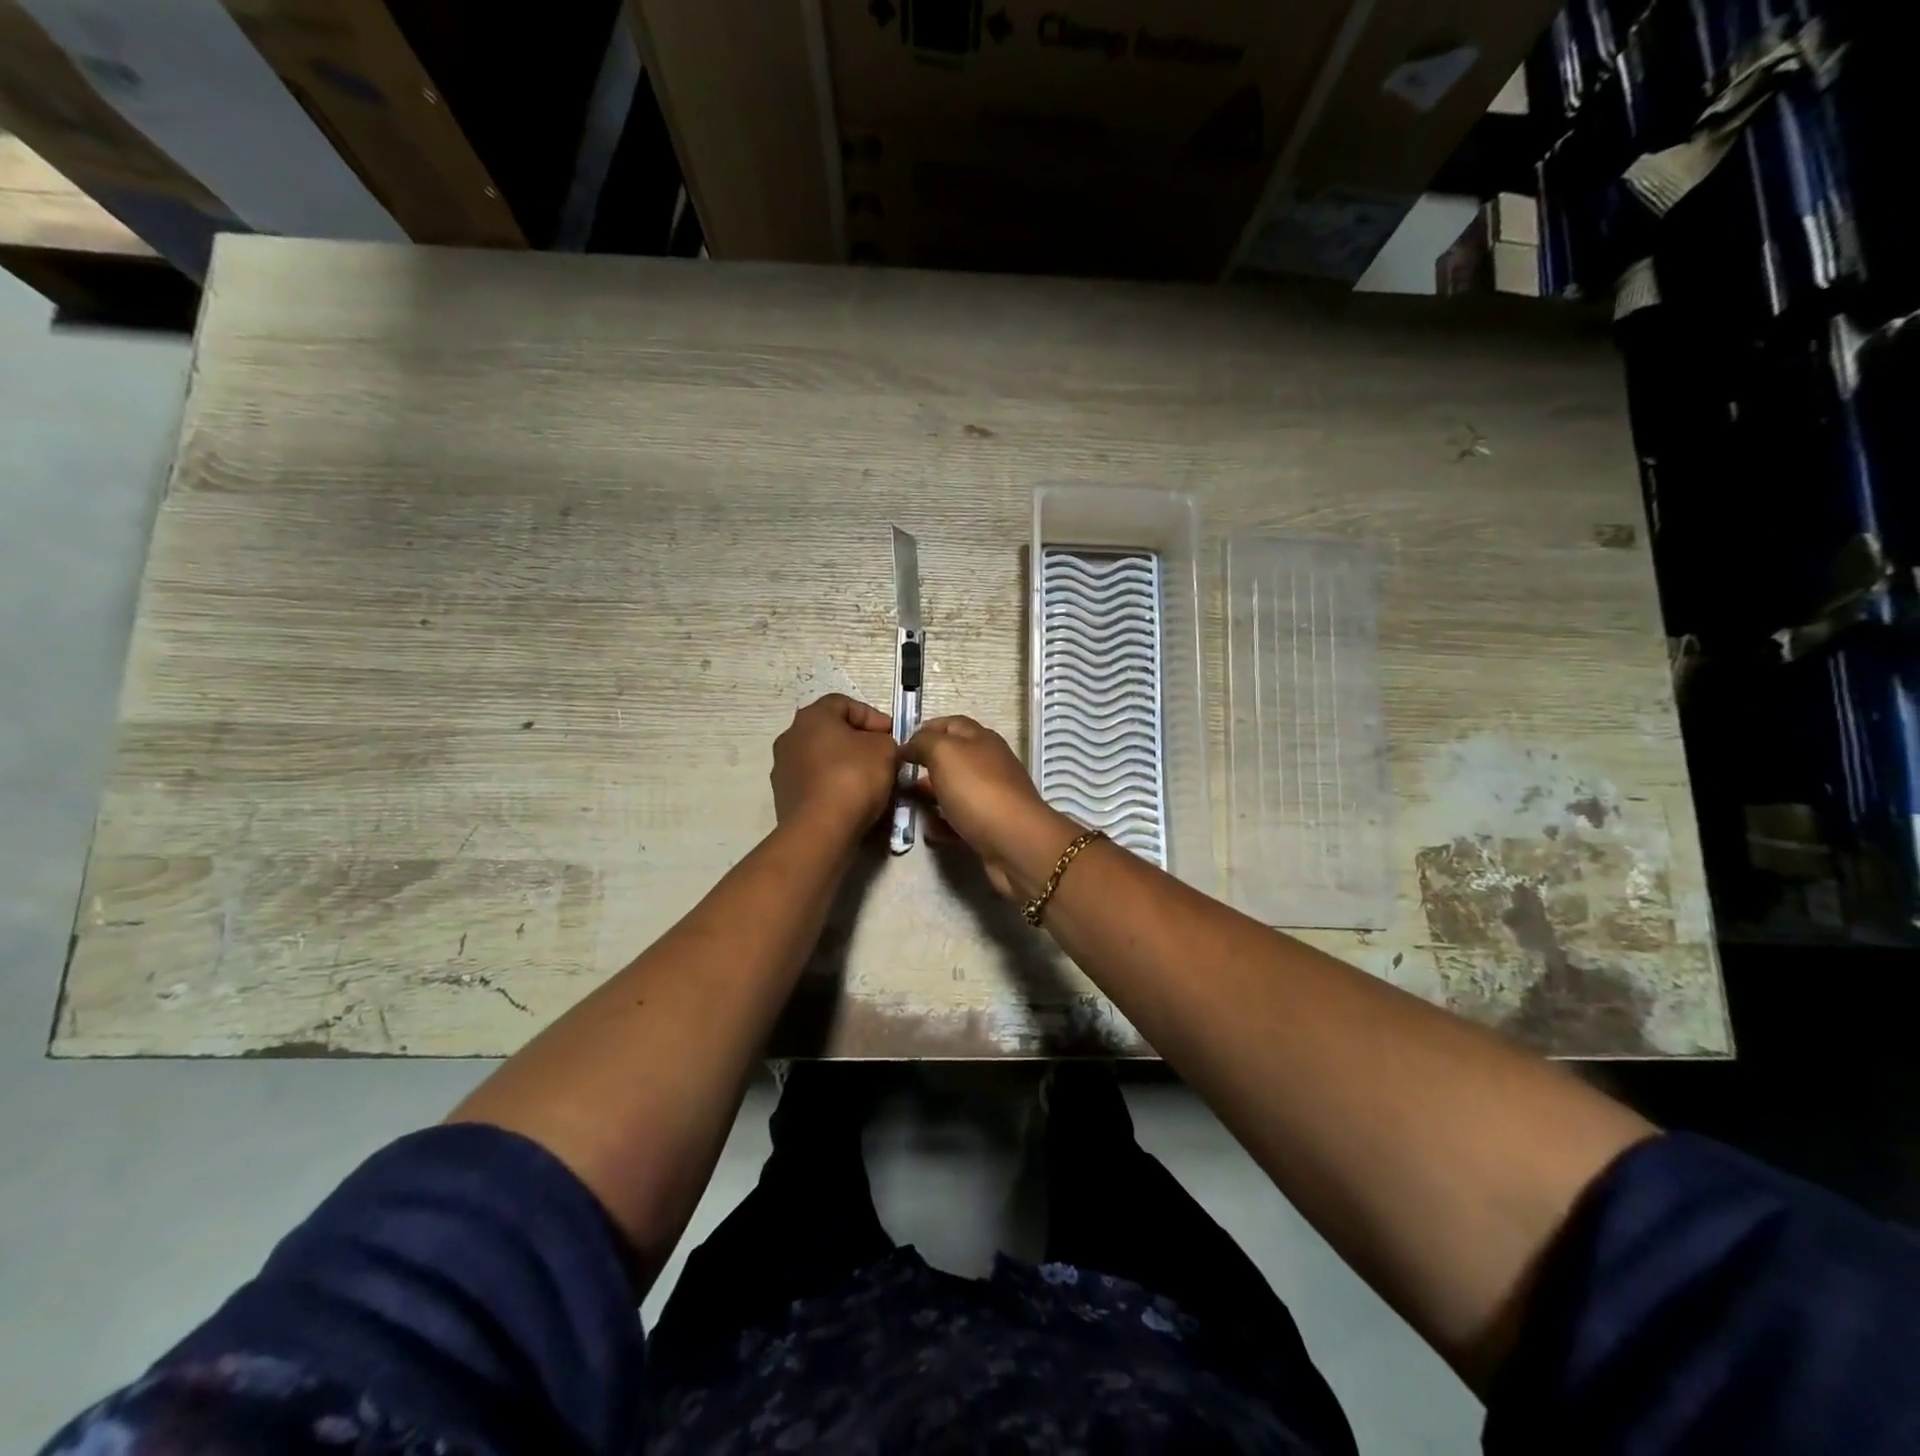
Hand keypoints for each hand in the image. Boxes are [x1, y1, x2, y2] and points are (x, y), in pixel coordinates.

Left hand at [771, 695, 898, 846]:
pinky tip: (852, 801)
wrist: (820, 830)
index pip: (844, 703)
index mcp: (812, 716)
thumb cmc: (853, 777)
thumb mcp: (885, 749)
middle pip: (831, 731)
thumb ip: (885, 740)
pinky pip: (815, 783)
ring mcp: (783, 768)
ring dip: (845, 765)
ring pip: (822, 759)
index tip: (892, 734)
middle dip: (859, 742)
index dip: (872, 716)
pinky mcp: (784, 797)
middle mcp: (790, 737)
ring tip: (870, 782)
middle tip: (883, 757)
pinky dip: (834, 787)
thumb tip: (878, 747)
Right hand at [902, 716, 1079, 900]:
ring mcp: (990, 796)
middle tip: (898, 776)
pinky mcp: (988, 826)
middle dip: (924, 765)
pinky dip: (942, 823)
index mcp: (981, 739)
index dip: (925, 729)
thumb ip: (923, 743)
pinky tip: (928, 830)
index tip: (899, 745)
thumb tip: (908, 745)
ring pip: (953, 790)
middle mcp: (988, 764)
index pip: (951, 724)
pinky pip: (959, 820)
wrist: (1014, 843)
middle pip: (951, 758)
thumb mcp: (944, 753)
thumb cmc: (977, 790)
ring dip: (930, 795)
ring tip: (905, 803)